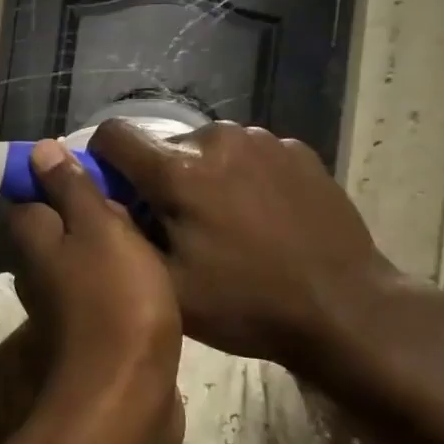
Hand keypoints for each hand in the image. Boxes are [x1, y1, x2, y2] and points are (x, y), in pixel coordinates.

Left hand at [9, 140, 183, 443]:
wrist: (128, 393)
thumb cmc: (115, 298)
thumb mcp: (99, 228)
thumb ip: (71, 188)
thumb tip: (38, 151)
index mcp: (34, 237)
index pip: (30, 192)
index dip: (59, 175)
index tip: (99, 169)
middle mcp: (38, 268)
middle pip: (61, 223)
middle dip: (95, 209)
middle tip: (139, 198)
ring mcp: (63, 302)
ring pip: (85, 256)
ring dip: (114, 243)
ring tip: (156, 227)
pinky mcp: (92, 329)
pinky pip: (105, 286)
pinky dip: (125, 275)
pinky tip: (157, 269)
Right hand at [90, 120, 403, 381]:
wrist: (347, 309)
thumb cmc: (246, 304)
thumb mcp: (166, 285)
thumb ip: (121, 232)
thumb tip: (96, 195)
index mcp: (178, 171)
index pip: (113, 134)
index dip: (102, 159)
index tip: (115, 191)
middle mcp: (216, 139)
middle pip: (162, 146)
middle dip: (158, 178)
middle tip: (177, 225)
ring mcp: (262, 140)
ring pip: (206, 148)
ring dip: (201, 175)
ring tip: (225, 222)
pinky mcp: (296, 150)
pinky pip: (247, 153)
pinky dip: (241, 176)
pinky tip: (262, 217)